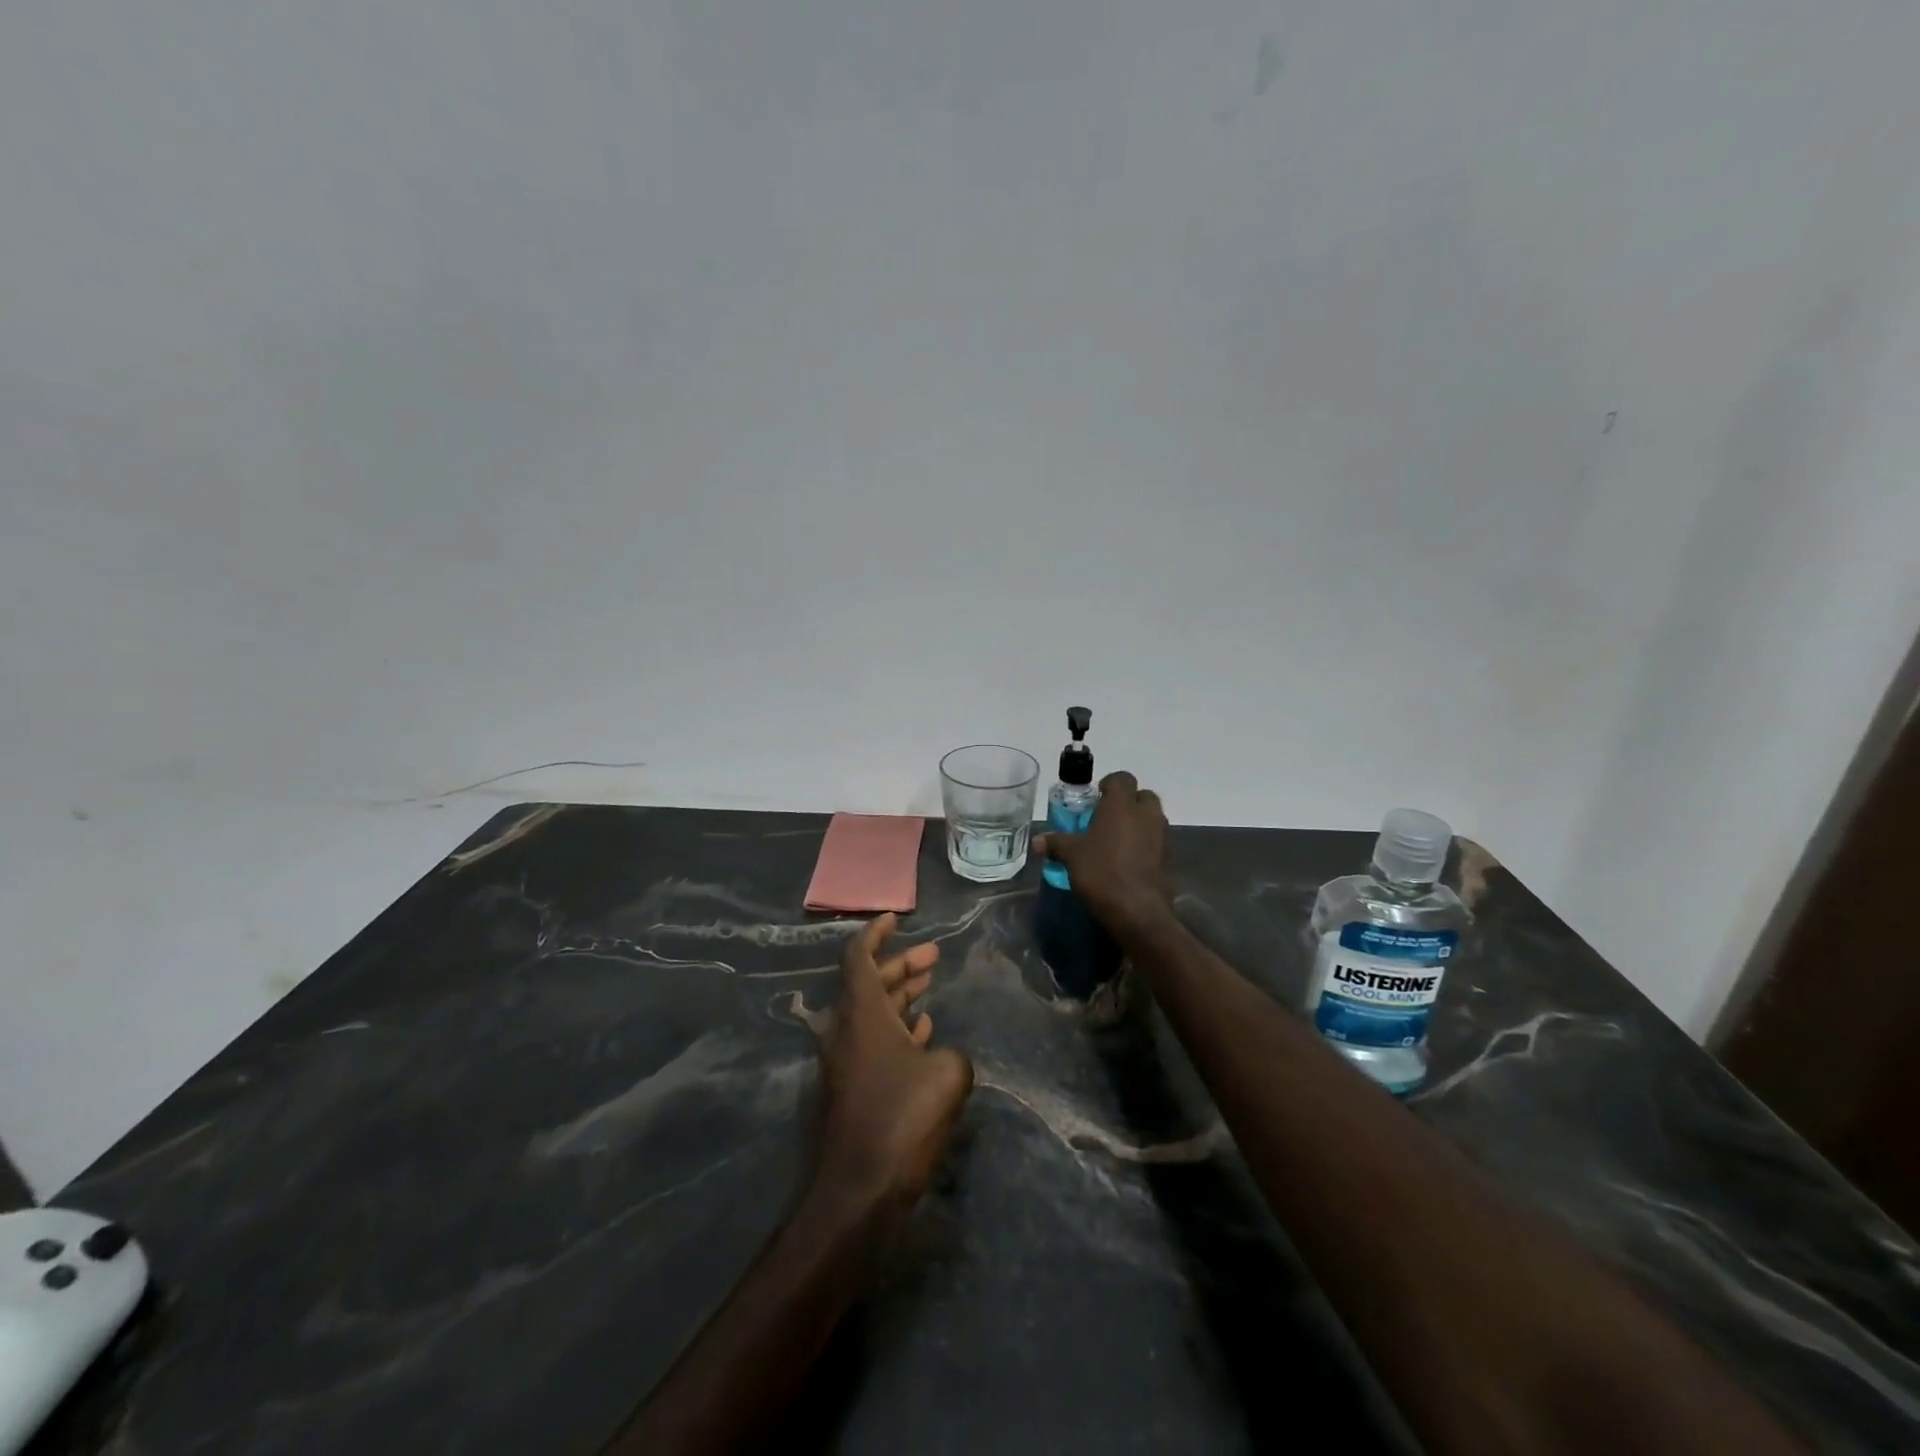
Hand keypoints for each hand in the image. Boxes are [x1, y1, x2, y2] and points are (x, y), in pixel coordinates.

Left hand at [816, 914, 973, 1208]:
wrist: (858, 1190)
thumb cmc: (901, 1118)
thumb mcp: (947, 1075)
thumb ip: (951, 1054)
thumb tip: (941, 1057)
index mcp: (860, 1012)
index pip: (858, 956)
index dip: (876, 933)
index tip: (895, 918)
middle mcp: (845, 1029)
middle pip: (869, 982)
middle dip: (900, 964)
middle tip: (933, 955)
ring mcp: (846, 1061)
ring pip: (873, 1012)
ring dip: (901, 995)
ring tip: (930, 983)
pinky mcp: (852, 1089)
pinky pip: (874, 1042)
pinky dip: (898, 1028)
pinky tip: (924, 1031)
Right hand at [1034, 771, 1170, 932]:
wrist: (1136, 910)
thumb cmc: (1101, 872)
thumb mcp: (1071, 856)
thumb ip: (1056, 843)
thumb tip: (1037, 841)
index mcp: (1121, 805)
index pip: (1122, 778)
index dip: (1109, 784)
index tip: (1095, 798)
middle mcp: (1145, 815)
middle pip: (1143, 796)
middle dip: (1128, 802)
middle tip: (1106, 817)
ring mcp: (1160, 836)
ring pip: (1152, 818)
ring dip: (1138, 823)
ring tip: (1115, 839)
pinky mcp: (1167, 858)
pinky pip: (1155, 841)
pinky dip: (1144, 844)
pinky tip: (1126, 860)